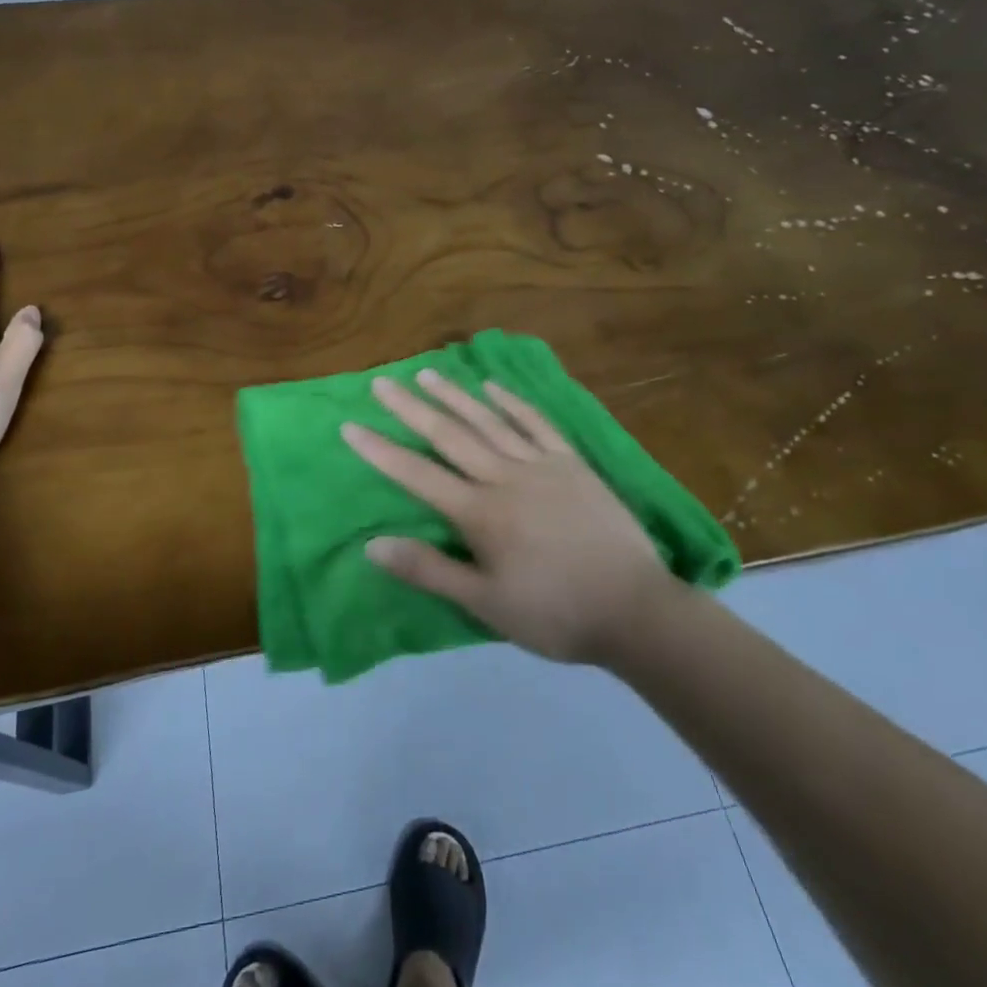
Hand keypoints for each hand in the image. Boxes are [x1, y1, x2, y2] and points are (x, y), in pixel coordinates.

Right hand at [344, 371, 669, 664]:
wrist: (636, 609)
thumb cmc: (555, 613)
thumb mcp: (486, 604)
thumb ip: (429, 570)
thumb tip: (373, 544)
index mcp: (480, 513)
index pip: (417, 474)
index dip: (380, 450)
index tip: (350, 426)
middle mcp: (504, 477)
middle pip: (449, 435)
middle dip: (410, 409)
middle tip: (381, 383)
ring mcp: (541, 464)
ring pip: (488, 421)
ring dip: (454, 395)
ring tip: (426, 373)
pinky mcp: (572, 463)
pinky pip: (537, 424)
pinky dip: (512, 402)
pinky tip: (493, 387)